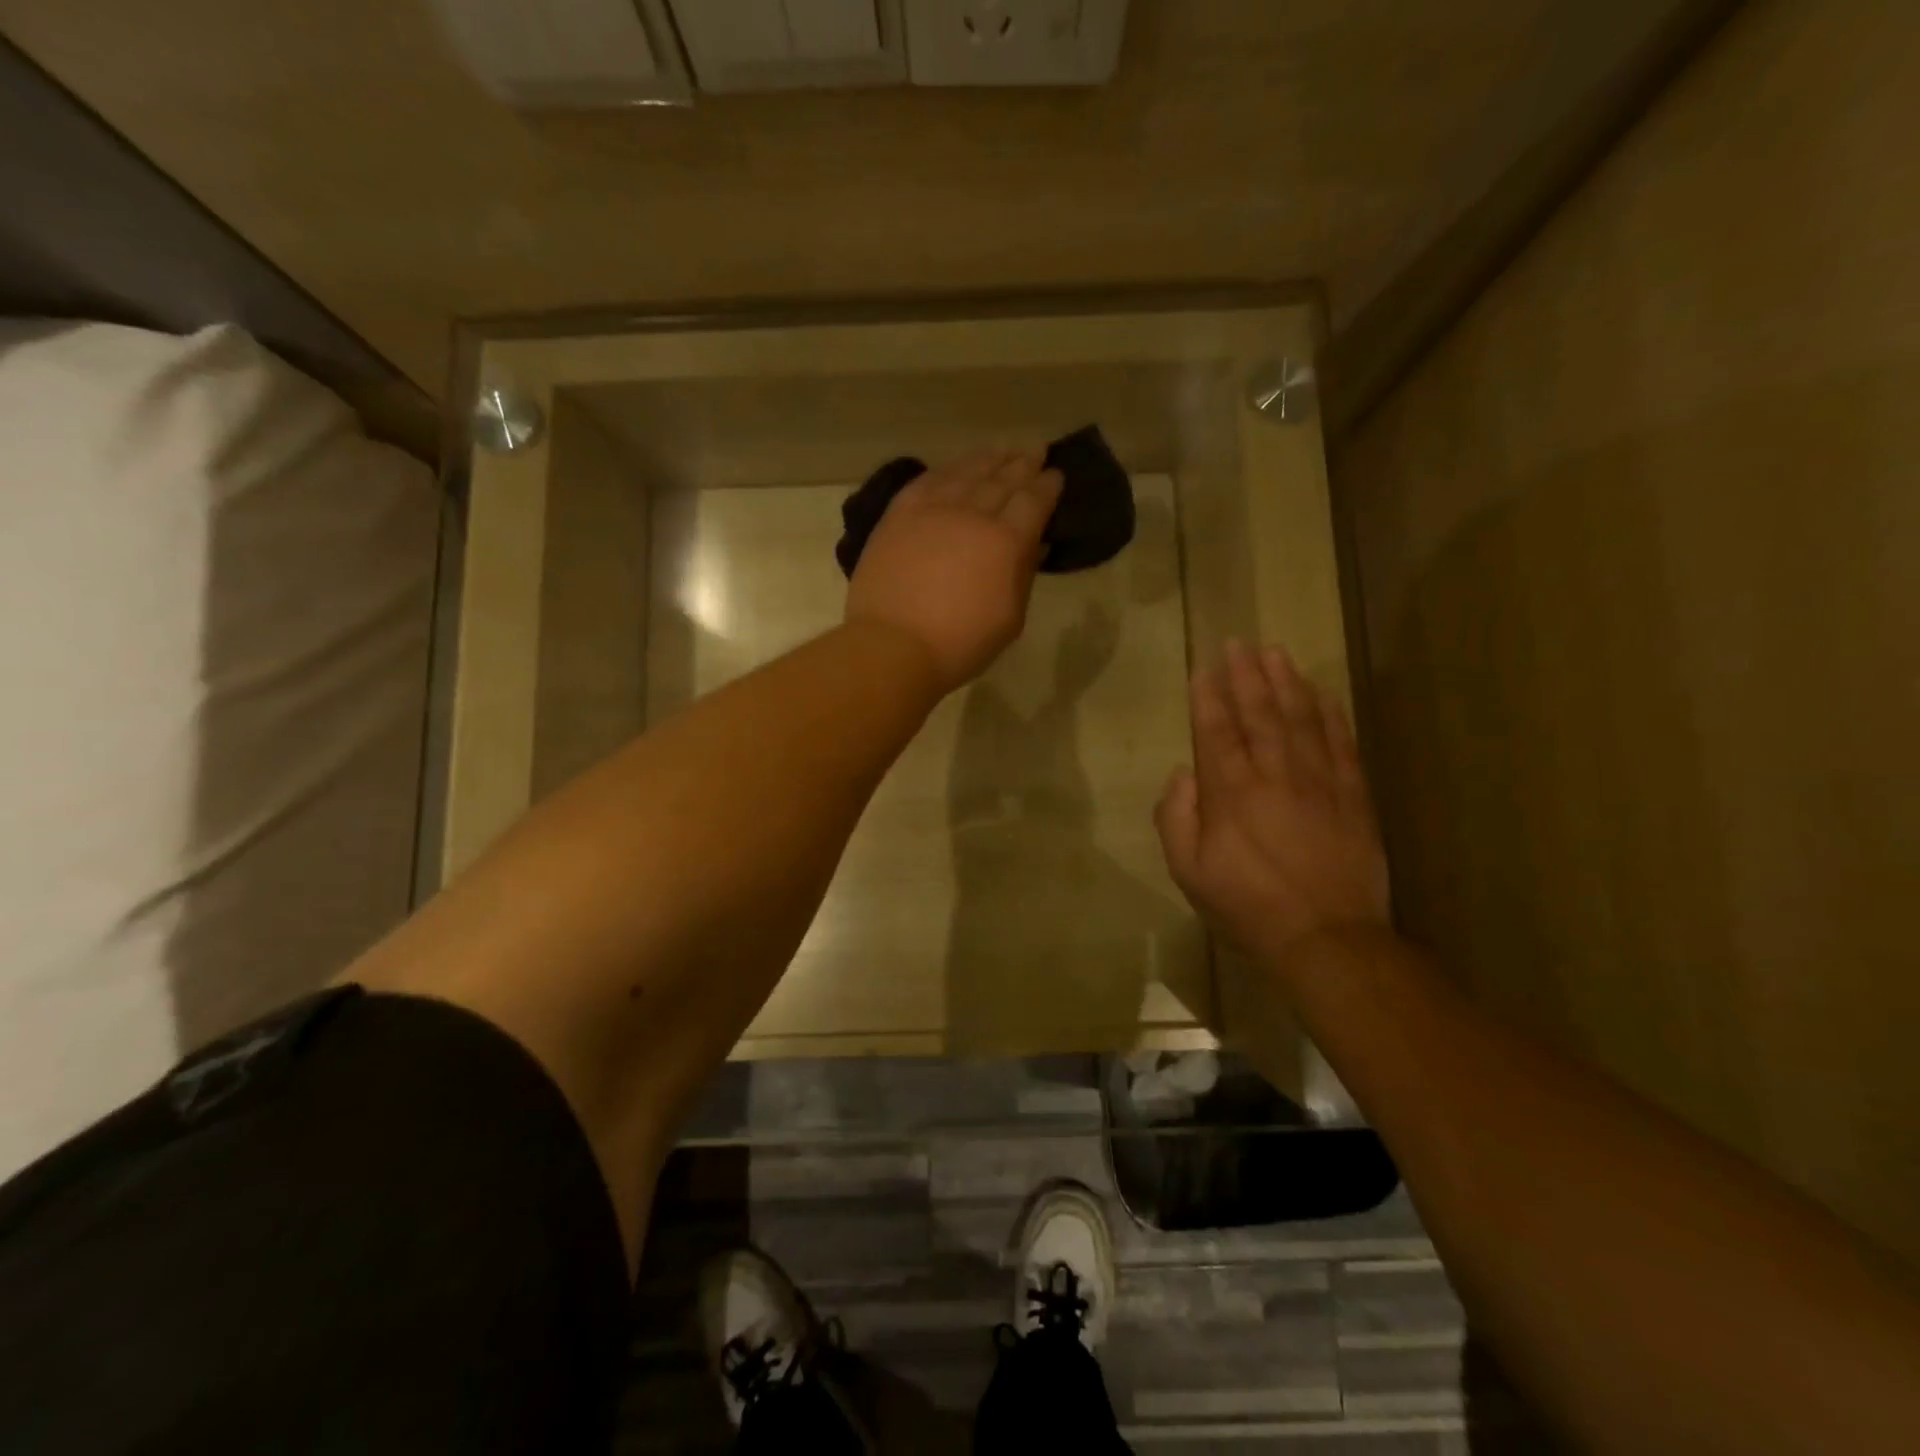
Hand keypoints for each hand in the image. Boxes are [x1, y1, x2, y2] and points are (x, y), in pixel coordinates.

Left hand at [846, 448, 1063, 693]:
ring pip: (966, 472)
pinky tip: (955, 466)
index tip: (1056, 474)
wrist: (892, 646)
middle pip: (1002, 479)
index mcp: (1006, 541)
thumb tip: (1036, 544)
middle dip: (1023, 463)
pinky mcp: (899, 514)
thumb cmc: (959, 644)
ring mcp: (932, 509)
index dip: (1047, 485)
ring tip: (1003, 450)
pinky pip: (928, 480)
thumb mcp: (1009, 620)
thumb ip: (1024, 576)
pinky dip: (947, 468)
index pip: (1033, 501)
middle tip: (1035, 451)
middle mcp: (972, 514)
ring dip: (988, 458)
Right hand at [1155, 641, 1389, 964]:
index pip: (1216, 731)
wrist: (1325, 938)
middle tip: (1238, 643)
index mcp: (1229, 793)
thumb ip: (1176, 817)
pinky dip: (1331, 715)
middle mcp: (1273, 775)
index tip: (1204, 667)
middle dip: (1245, 675)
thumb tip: (1183, 773)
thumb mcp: (1188, 871)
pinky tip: (1323, 694)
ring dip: (1286, 683)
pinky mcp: (1352, 796)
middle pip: (1259, 714)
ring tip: (1275, 653)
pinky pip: (1341, 744)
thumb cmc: (1246, 906)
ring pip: (1300, 720)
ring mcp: (1318, 782)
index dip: (1208, 696)